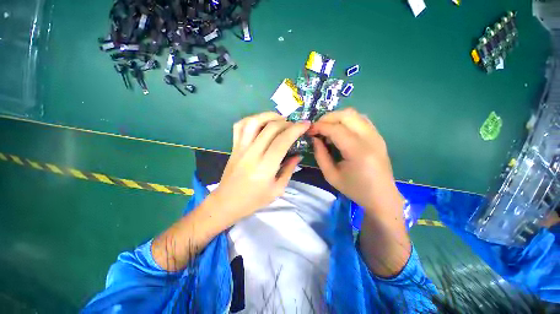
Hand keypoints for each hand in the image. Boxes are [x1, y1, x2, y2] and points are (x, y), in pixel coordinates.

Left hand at [209, 112, 309, 220]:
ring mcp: (241, 148)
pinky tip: (260, 123)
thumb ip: (289, 169)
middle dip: (286, 122)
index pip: (282, 141)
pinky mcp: (234, 146)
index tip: (305, 124)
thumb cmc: (254, 200)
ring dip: (269, 116)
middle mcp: (252, 153)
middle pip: (270, 128)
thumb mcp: (277, 189)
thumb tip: (298, 155)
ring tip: (279, 119)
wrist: (227, 202)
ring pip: (253, 122)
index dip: (296, 129)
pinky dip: (251, 119)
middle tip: (294, 125)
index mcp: (265, 167)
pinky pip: (240, 126)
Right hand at [309, 108, 400, 212]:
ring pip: (355, 114)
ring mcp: (376, 135)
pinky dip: (347, 121)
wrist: (381, 197)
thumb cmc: (355, 189)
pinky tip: (340, 132)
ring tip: (327, 129)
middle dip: (328, 117)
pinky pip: (360, 119)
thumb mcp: (331, 176)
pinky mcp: (378, 136)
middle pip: (347, 115)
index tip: (309, 131)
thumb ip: (320, 155)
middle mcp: (370, 138)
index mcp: (358, 151)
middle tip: (317, 127)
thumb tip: (314, 138)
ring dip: (337, 117)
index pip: (336, 129)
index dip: (319, 126)